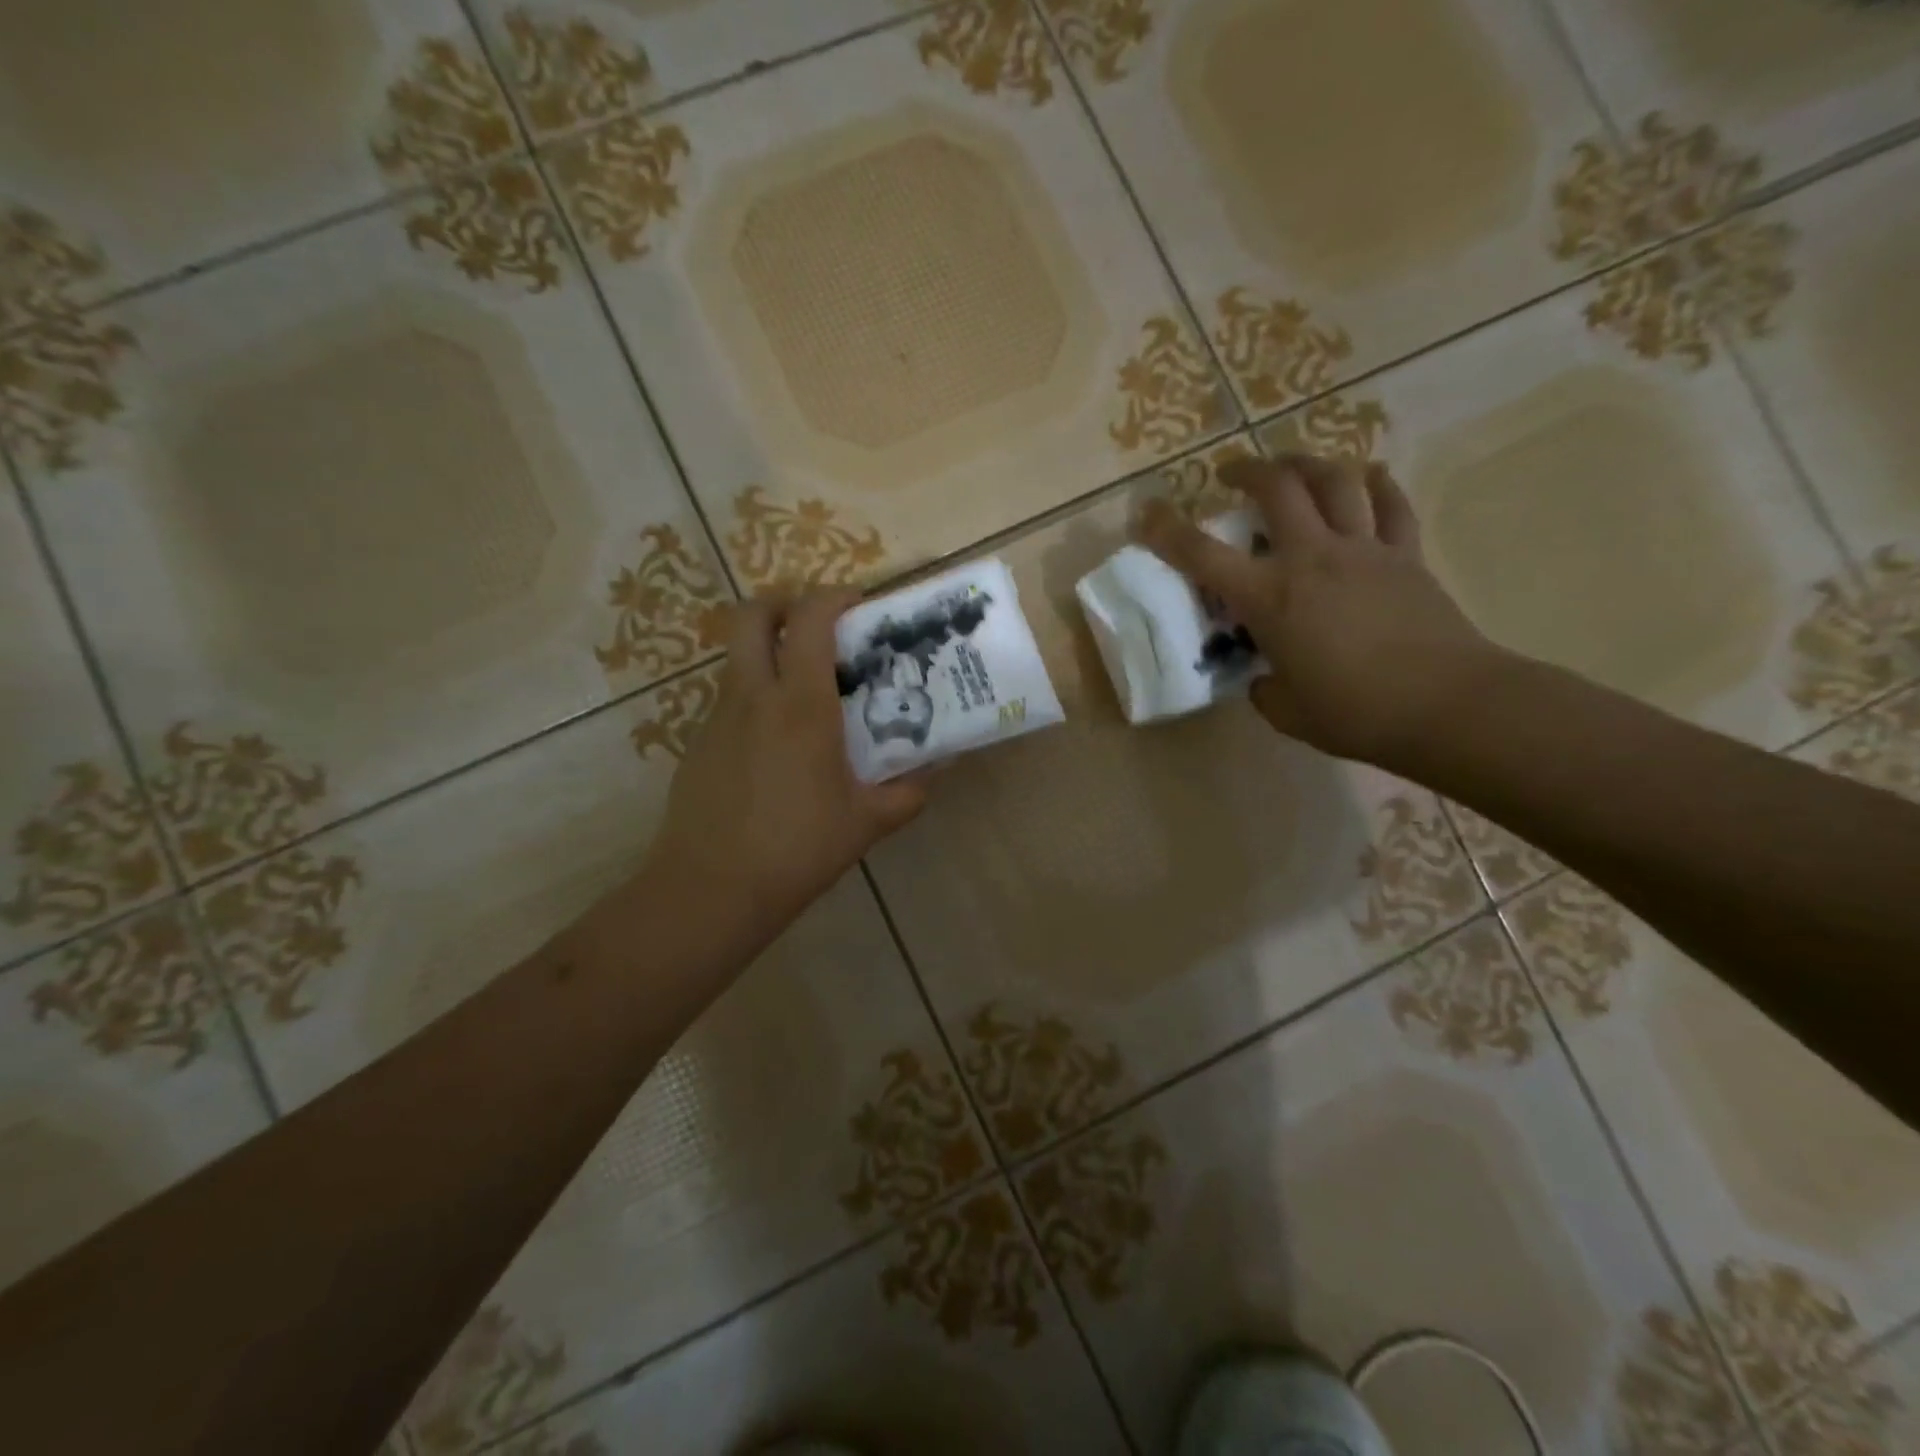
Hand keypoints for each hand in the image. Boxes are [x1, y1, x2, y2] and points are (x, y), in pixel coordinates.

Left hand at [647, 589, 927, 941]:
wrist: (711, 889)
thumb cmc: (797, 849)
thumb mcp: (865, 822)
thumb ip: (909, 792)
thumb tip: (940, 769)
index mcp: (801, 705)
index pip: (810, 619)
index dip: (833, 596)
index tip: (857, 605)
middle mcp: (753, 696)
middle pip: (751, 615)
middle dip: (781, 603)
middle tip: (814, 626)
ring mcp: (717, 717)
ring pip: (738, 658)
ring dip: (768, 654)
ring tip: (803, 694)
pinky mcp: (697, 744)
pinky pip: (728, 701)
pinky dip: (754, 700)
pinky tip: (775, 748)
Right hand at [1138, 454, 1499, 766]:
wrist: (1446, 705)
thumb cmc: (1355, 712)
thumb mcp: (1287, 711)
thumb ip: (1265, 688)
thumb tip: (1268, 676)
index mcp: (1270, 598)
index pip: (1203, 556)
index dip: (1167, 531)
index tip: (1147, 512)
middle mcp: (1311, 559)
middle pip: (1277, 489)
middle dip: (1247, 470)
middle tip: (1231, 473)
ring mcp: (1363, 550)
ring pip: (1334, 482)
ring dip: (1307, 464)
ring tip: (1292, 465)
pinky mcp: (1406, 556)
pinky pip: (1392, 506)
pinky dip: (1378, 485)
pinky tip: (1369, 476)